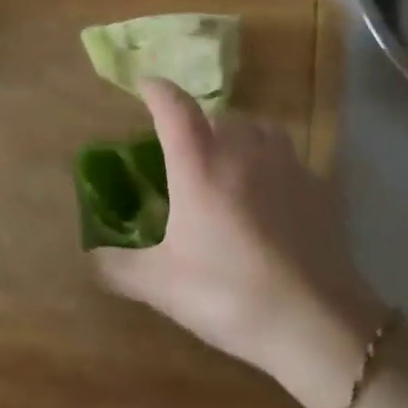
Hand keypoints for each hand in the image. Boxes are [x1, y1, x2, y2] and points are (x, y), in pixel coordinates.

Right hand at [92, 80, 388, 407]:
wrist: (316, 323)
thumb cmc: (229, 294)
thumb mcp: (161, 285)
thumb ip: (117, 267)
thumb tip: (89, 259)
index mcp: (199, 165)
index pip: (174, 107)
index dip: (157, 90)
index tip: (144, 85)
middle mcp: (243, 151)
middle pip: (218, 116)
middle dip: (197, 122)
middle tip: (183, 147)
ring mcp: (287, 166)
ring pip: (258, 128)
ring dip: (238, 134)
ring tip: (228, 159)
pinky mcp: (318, 188)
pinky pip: (288, 157)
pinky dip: (271, 161)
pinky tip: (269, 193)